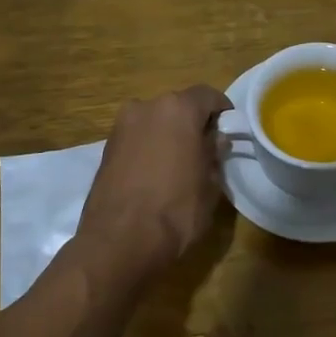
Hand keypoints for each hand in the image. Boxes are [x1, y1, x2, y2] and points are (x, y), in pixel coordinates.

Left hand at [76, 84, 231, 279]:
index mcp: (177, 109)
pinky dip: (148, 148)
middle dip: (193, 124)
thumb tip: (215, 141)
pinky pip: (137, 139)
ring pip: (154, 122)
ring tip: (179, 165)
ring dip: (168, 136)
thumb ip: (214, 155)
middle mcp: (146, 107)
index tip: (229, 131)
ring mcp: (121, 127)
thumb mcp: (210, 184)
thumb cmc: (176, 210)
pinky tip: (155, 175)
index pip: (207, 95)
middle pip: (178, 107)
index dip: (222, 111)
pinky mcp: (106, 148)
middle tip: (206, 150)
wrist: (119, 241)